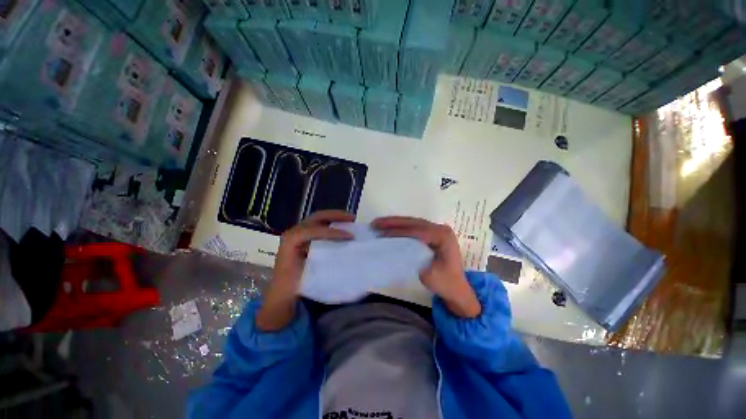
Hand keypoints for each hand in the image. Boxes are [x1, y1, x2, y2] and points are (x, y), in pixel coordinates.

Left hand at [256, 210, 354, 330]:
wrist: (282, 291)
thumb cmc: (294, 285)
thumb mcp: (306, 274)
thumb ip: (322, 263)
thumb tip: (344, 253)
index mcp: (292, 239)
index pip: (315, 230)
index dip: (334, 232)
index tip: (350, 236)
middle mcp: (295, 232)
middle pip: (318, 217)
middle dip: (336, 215)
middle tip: (352, 218)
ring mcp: (300, 233)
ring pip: (319, 219)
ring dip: (335, 217)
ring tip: (350, 220)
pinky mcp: (304, 238)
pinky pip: (320, 226)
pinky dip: (332, 224)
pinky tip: (342, 228)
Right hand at [372, 217, 480, 317]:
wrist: (457, 289)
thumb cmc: (445, 283)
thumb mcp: (428, 273)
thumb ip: (413, 258)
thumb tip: (396, 249)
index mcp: (443, 237)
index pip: (417, 231)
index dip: (398, 232)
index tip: (382, 234)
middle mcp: (441, 229)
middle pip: (414, 223)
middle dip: (393, 222)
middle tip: (376, 223)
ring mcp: (437, 230)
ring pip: (413, 223)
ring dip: (395, 222)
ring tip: (379, 223)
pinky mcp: (432, 235)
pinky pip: (414, 227)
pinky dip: (401, 227)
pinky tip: (389, 227)